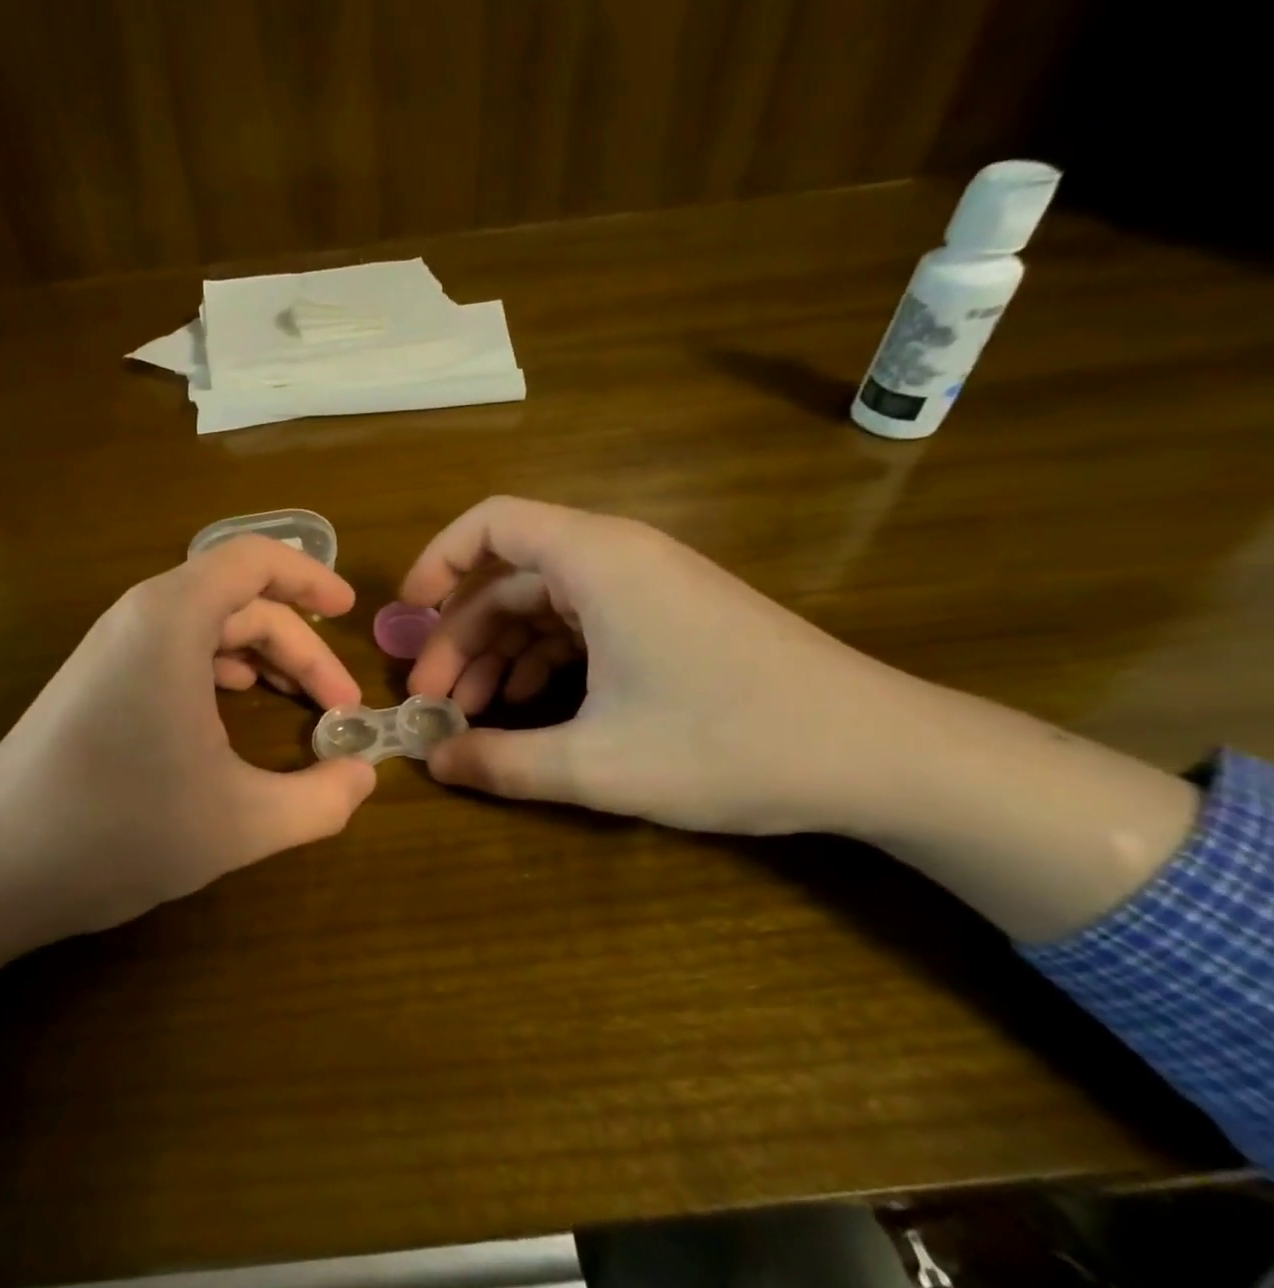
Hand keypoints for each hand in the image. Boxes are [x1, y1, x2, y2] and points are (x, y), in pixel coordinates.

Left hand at [0, 536, 376, 1001]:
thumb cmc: (119, 830)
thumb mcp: (241, 822)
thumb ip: (320, 800)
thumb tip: (365, 777)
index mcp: (172, 621)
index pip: (254, 559)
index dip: (310, 576)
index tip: (350, 610)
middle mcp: (139, 618)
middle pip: (239, 600)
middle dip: (298, 645)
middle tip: (337, 705)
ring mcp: (110, 649)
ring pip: (205, 627)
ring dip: (260, 657)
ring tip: (299, 703)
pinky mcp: (95, 681)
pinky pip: (174, 651)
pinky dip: (219, 670)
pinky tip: (234, 712)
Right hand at [402, 497, 1196, 939]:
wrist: (880, 754)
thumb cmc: (730, 742)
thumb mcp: (599, 764)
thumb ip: (502, 762)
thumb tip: (433, 764)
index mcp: (597, 561)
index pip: (492, 523)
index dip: (438, 562)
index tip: (406, 615)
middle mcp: (619, 558)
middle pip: (510, 577)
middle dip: (461, 637)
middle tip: (432, 702)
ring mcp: (648, 590)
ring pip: (545, 607)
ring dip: (500, 656)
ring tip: (472, 718)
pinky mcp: (669, 620)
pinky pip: (583, 627)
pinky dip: (544, 664)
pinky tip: (529, 713)